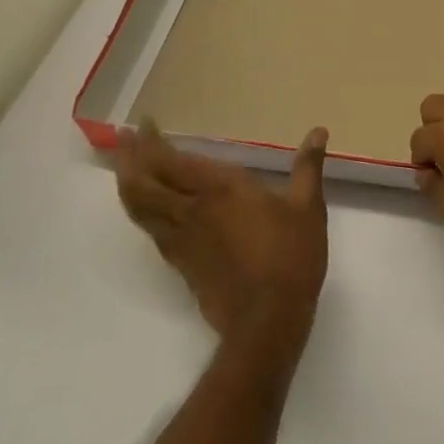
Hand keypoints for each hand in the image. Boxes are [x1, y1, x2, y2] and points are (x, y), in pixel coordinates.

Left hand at [115, 122, 328, 352]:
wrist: (267, 320)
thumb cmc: (291, 257)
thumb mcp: (308, 207)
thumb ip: (308, 167)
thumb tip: (319, 131)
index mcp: (220, 189)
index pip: (170, 160)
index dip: (152, 141)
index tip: (146, 123)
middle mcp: (191, 209)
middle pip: (143, 182)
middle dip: (129, 158)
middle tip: (125, 139)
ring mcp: (180, 238)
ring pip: (139, 207)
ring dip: (127, 183)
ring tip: (125, 167)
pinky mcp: (179, 263)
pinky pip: (150, 229)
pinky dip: (141, 211)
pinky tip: (149, 207)